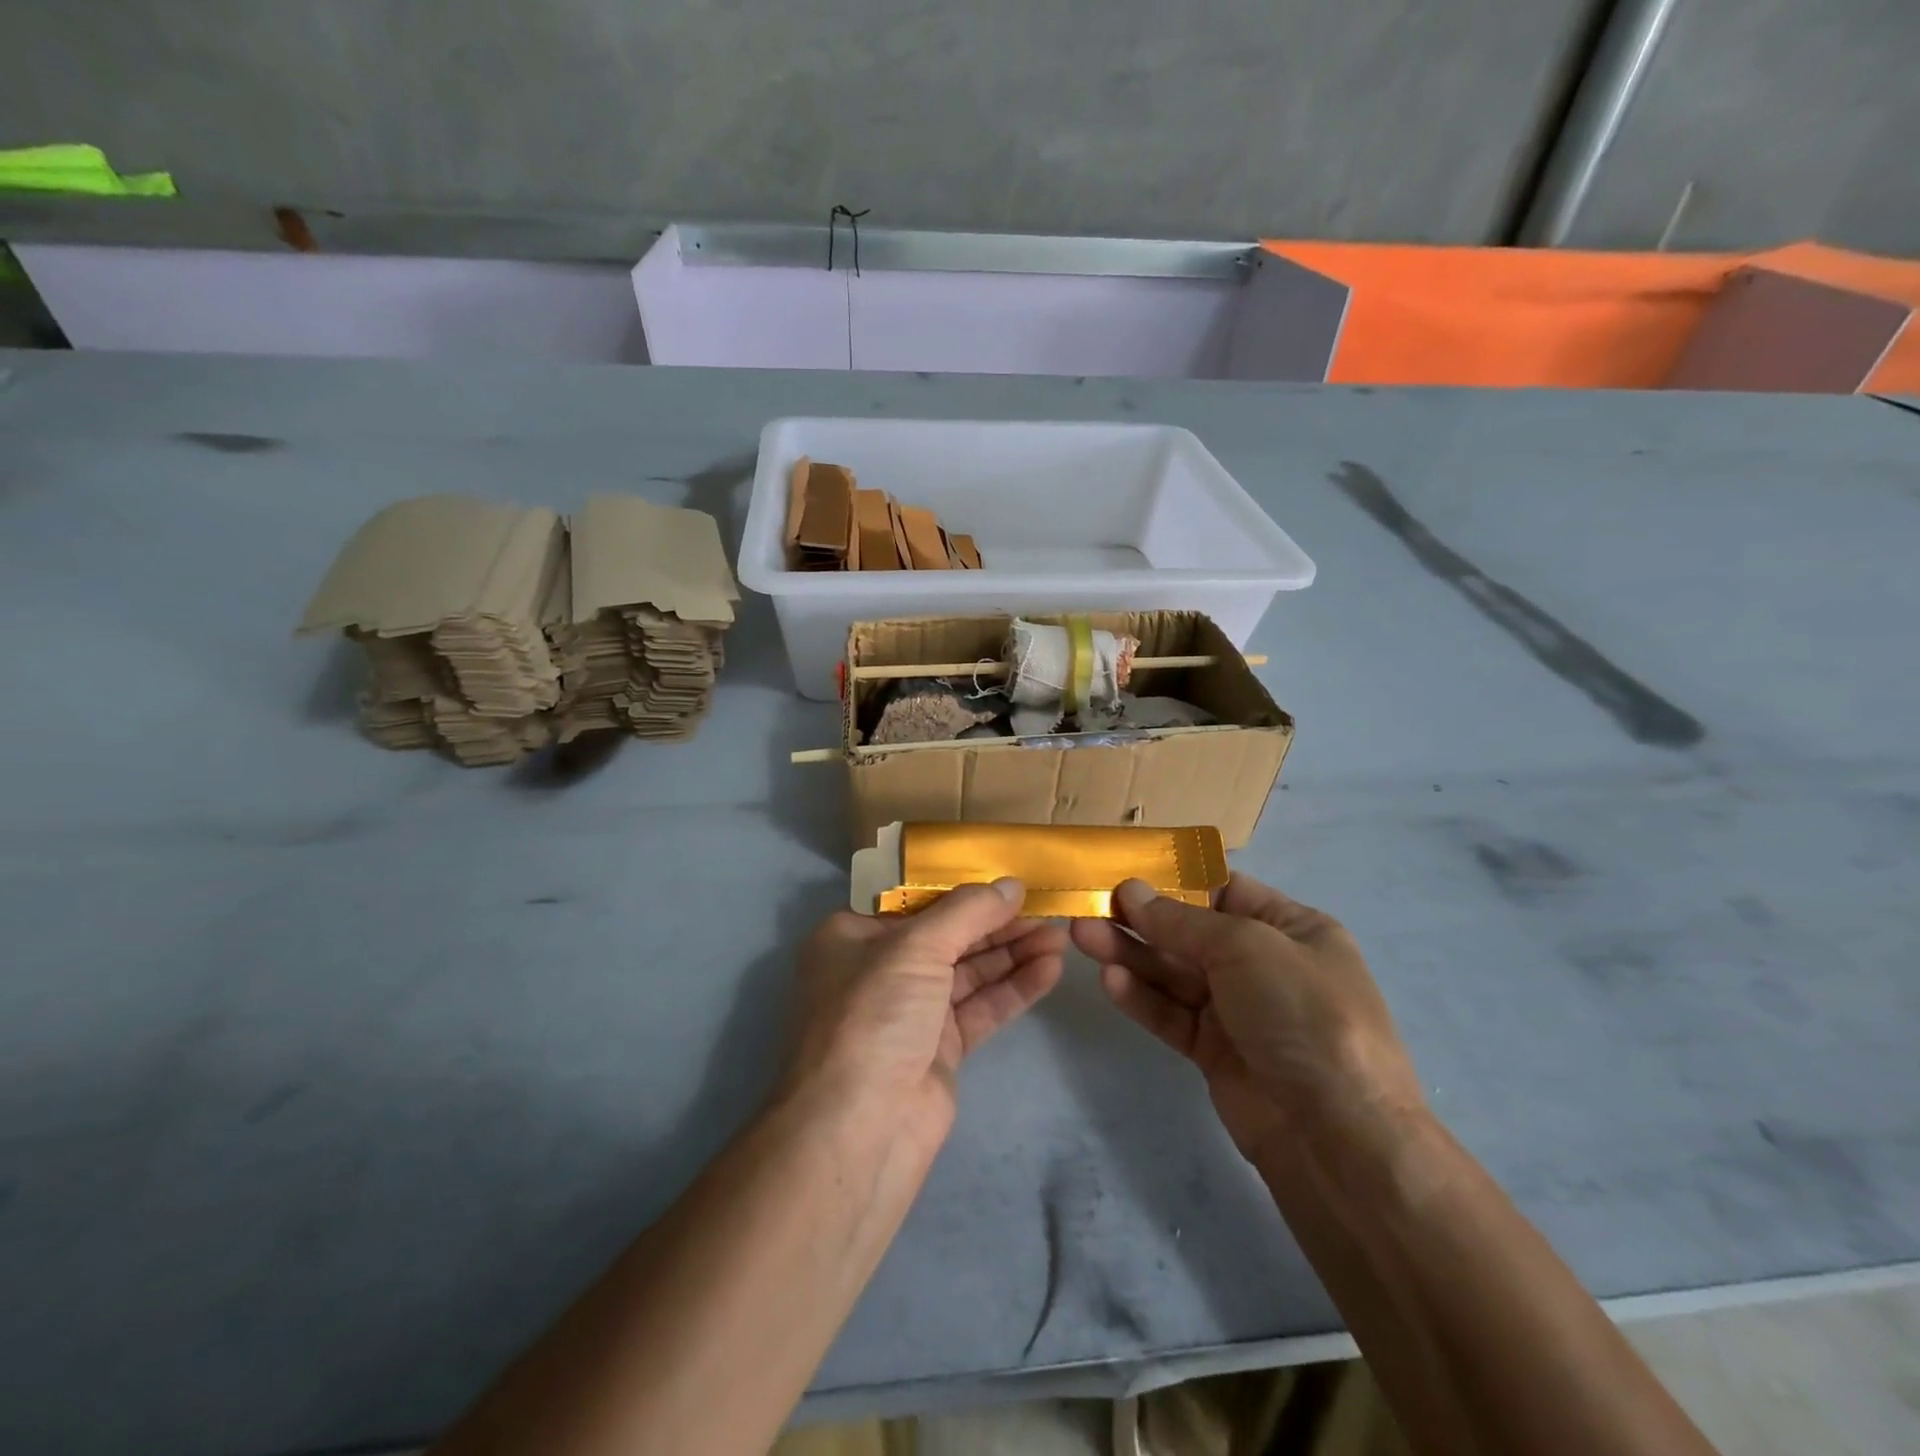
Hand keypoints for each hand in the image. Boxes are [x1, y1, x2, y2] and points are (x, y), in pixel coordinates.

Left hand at [786, 880, 1066, 1139]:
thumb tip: (1012, 884)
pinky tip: (1049, 971)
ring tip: (1060, 938)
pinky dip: (1013, 989)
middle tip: (1049, 910)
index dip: (964, 890)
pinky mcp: (938, 1050)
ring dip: (1013, 954)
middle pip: (948, 936)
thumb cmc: (873, 1015)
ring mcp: (910, 1012)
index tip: (1009, 882)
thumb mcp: (915, 947)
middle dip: (998, 924)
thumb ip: (968, 911)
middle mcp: (878, 970)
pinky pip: (980, 1008)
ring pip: (968, 973)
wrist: (860, 1129)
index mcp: (853, 937)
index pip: (915, 902)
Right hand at [1072, 875, 1425, 1169]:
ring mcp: (1239, 1010)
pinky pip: (1172, 1014)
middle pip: (1190, 932)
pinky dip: (1141, 996)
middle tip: (1088, 905)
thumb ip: (1182, 921)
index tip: (1124, 872)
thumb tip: (1132, 892)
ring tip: (1081, 935)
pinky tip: (1109, 979)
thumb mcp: (1246, 947)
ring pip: (1173, 972)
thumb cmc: (1303, 1014)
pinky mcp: (1215, 1051)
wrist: (1337, 1135)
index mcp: (1291, 928)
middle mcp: (1264, 964)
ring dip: (1129, 953)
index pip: (1224, 889)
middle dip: (1140, 919)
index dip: (1175, 880)